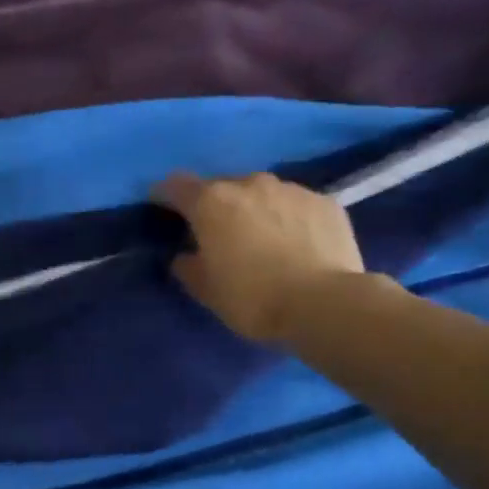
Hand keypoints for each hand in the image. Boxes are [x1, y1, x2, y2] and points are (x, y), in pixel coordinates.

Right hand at [154, 172, 365, 343]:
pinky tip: (296, 242)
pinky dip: (288, 217)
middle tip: (218, 233)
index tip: (162, 209)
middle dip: (215, 205)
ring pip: (261, 192)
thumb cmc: (253, 297)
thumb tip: (185, 255)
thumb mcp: (205, 290)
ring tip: (261, 237)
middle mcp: (248, 184)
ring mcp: (291, 189)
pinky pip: (295, 204)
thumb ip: (188, 266)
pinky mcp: (326, 202)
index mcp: (210, 203)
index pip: (175, 185)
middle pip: (221, 186)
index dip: (164, 196)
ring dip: (253, 208)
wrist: (327, 304)